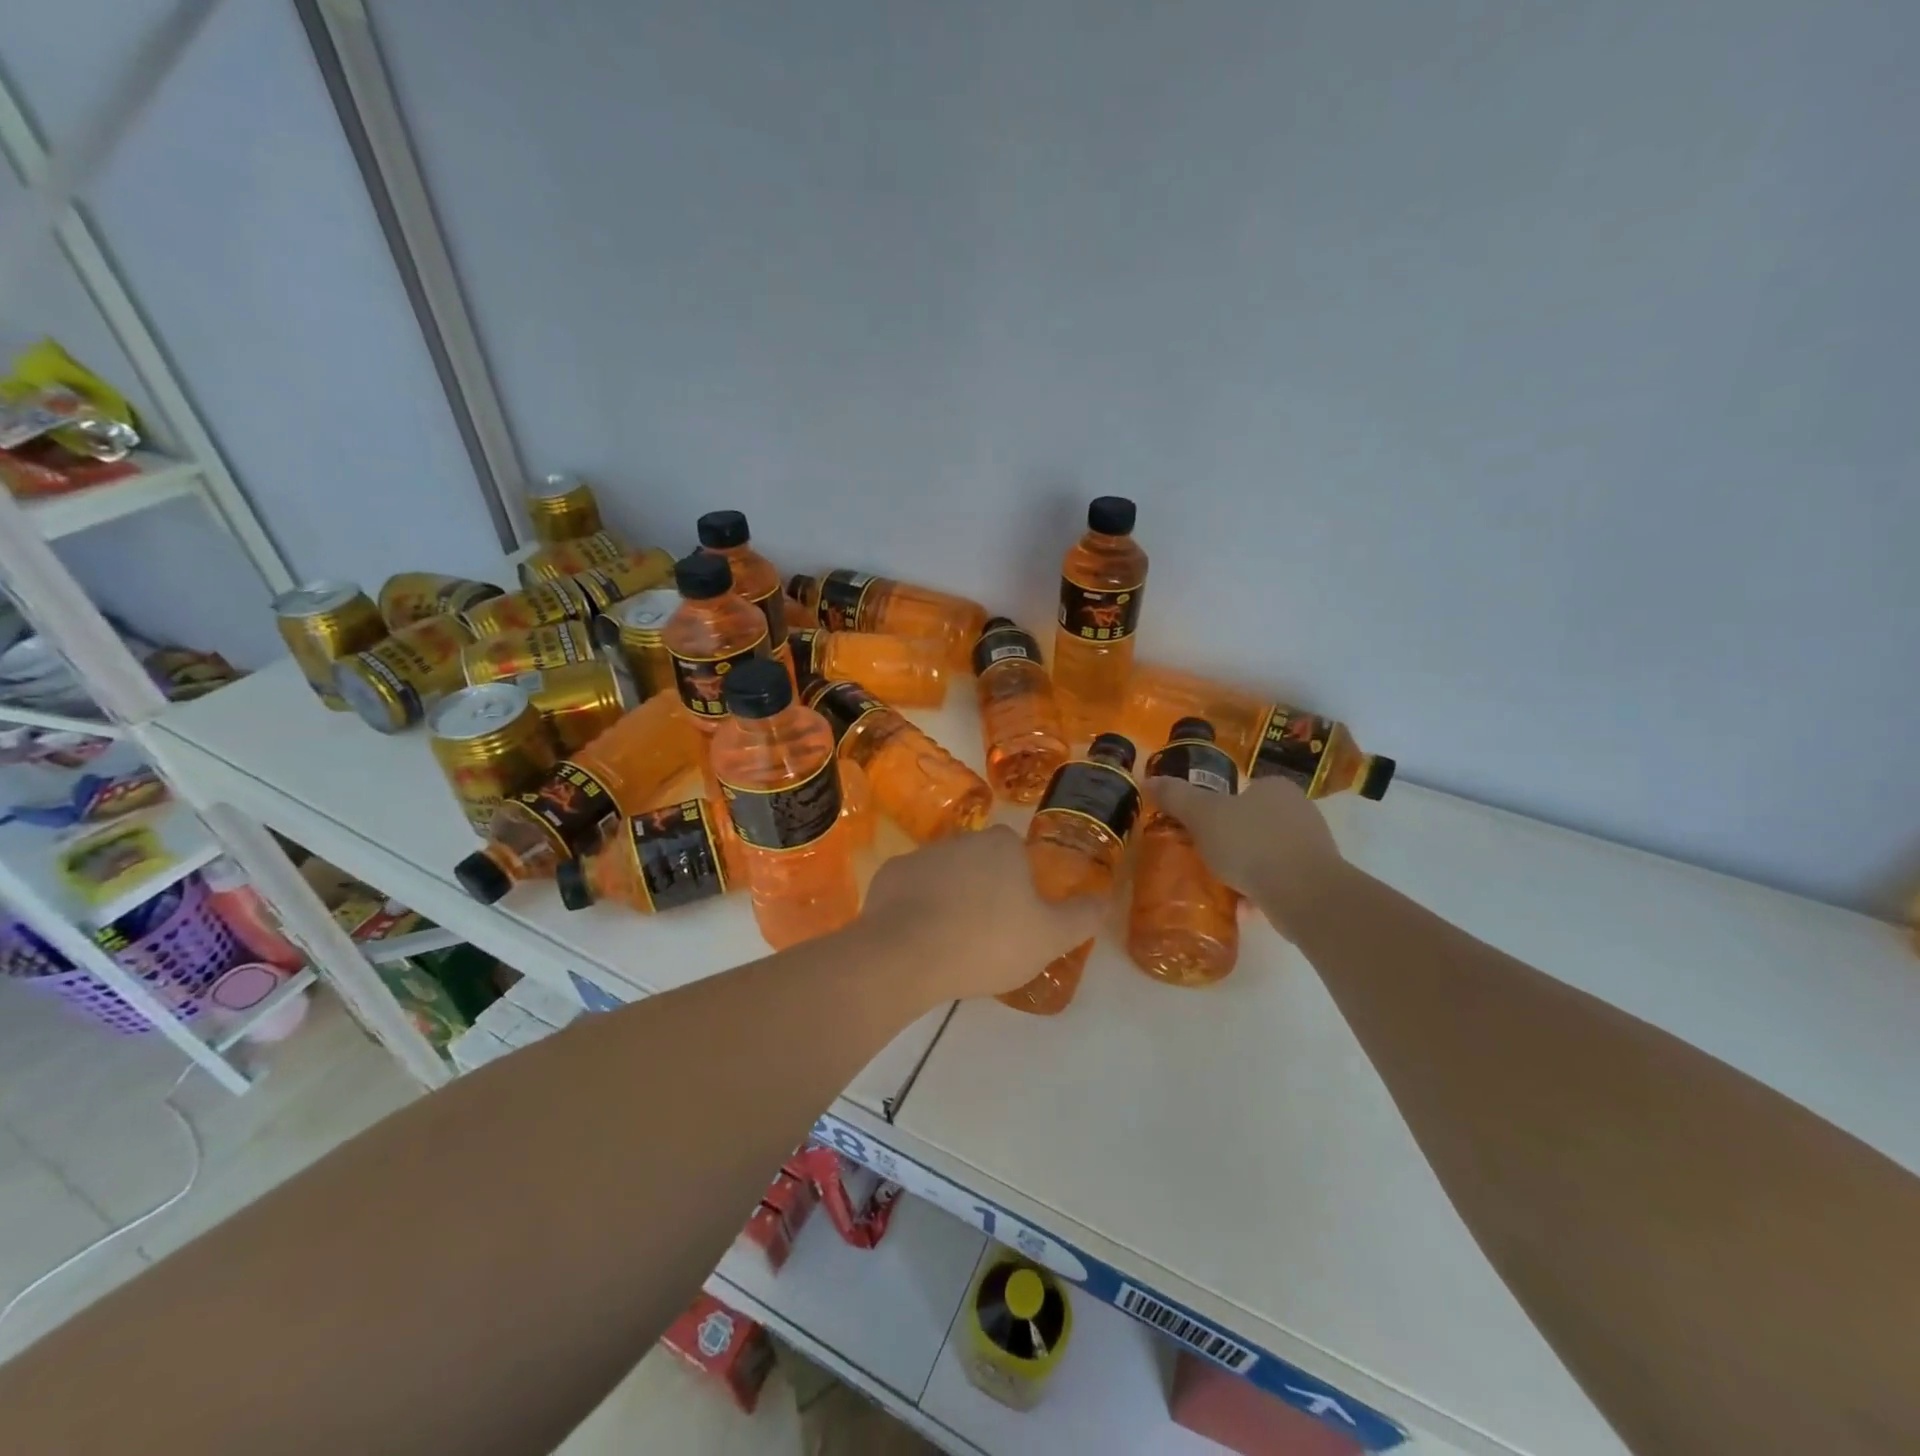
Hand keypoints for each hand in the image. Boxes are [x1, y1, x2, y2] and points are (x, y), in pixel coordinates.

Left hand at [859, 825, 1103, 1002]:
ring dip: (950, 899)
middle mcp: (960, 840)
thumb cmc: (988, 942)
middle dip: (985, 890)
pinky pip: (910, 892)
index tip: (1018, 917)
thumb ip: (1081, 917)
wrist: (908, 955)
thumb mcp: (1050, 937)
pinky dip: (916, 910)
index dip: (1020, 883)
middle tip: (988, 934)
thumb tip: (1102, 898)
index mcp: (1001, 846)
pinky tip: (920, 941)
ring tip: (953, 944)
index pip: (1016, 853)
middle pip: (979, 862)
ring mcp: (920, 856)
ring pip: (944, 876)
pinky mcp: (888, 877)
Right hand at [1146, 776, 1347, 935]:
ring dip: (1247, 866)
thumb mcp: (1202, 816)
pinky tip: (1244, 906)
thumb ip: (1176, 797)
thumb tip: (1148, 779)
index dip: (1219, 808)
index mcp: (1275, 787)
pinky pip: (1281, 878)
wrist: (1305, 894)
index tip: (1201, 829)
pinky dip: (1262, 889)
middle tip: (1206, 857)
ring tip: (1222, 885)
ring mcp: (1314, 844)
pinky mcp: (1320, 878)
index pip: (1243, 790)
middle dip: (1232, 840)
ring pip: (1268, 851)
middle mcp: (1300, 809)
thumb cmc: (1251, 844)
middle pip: (1255, 821)